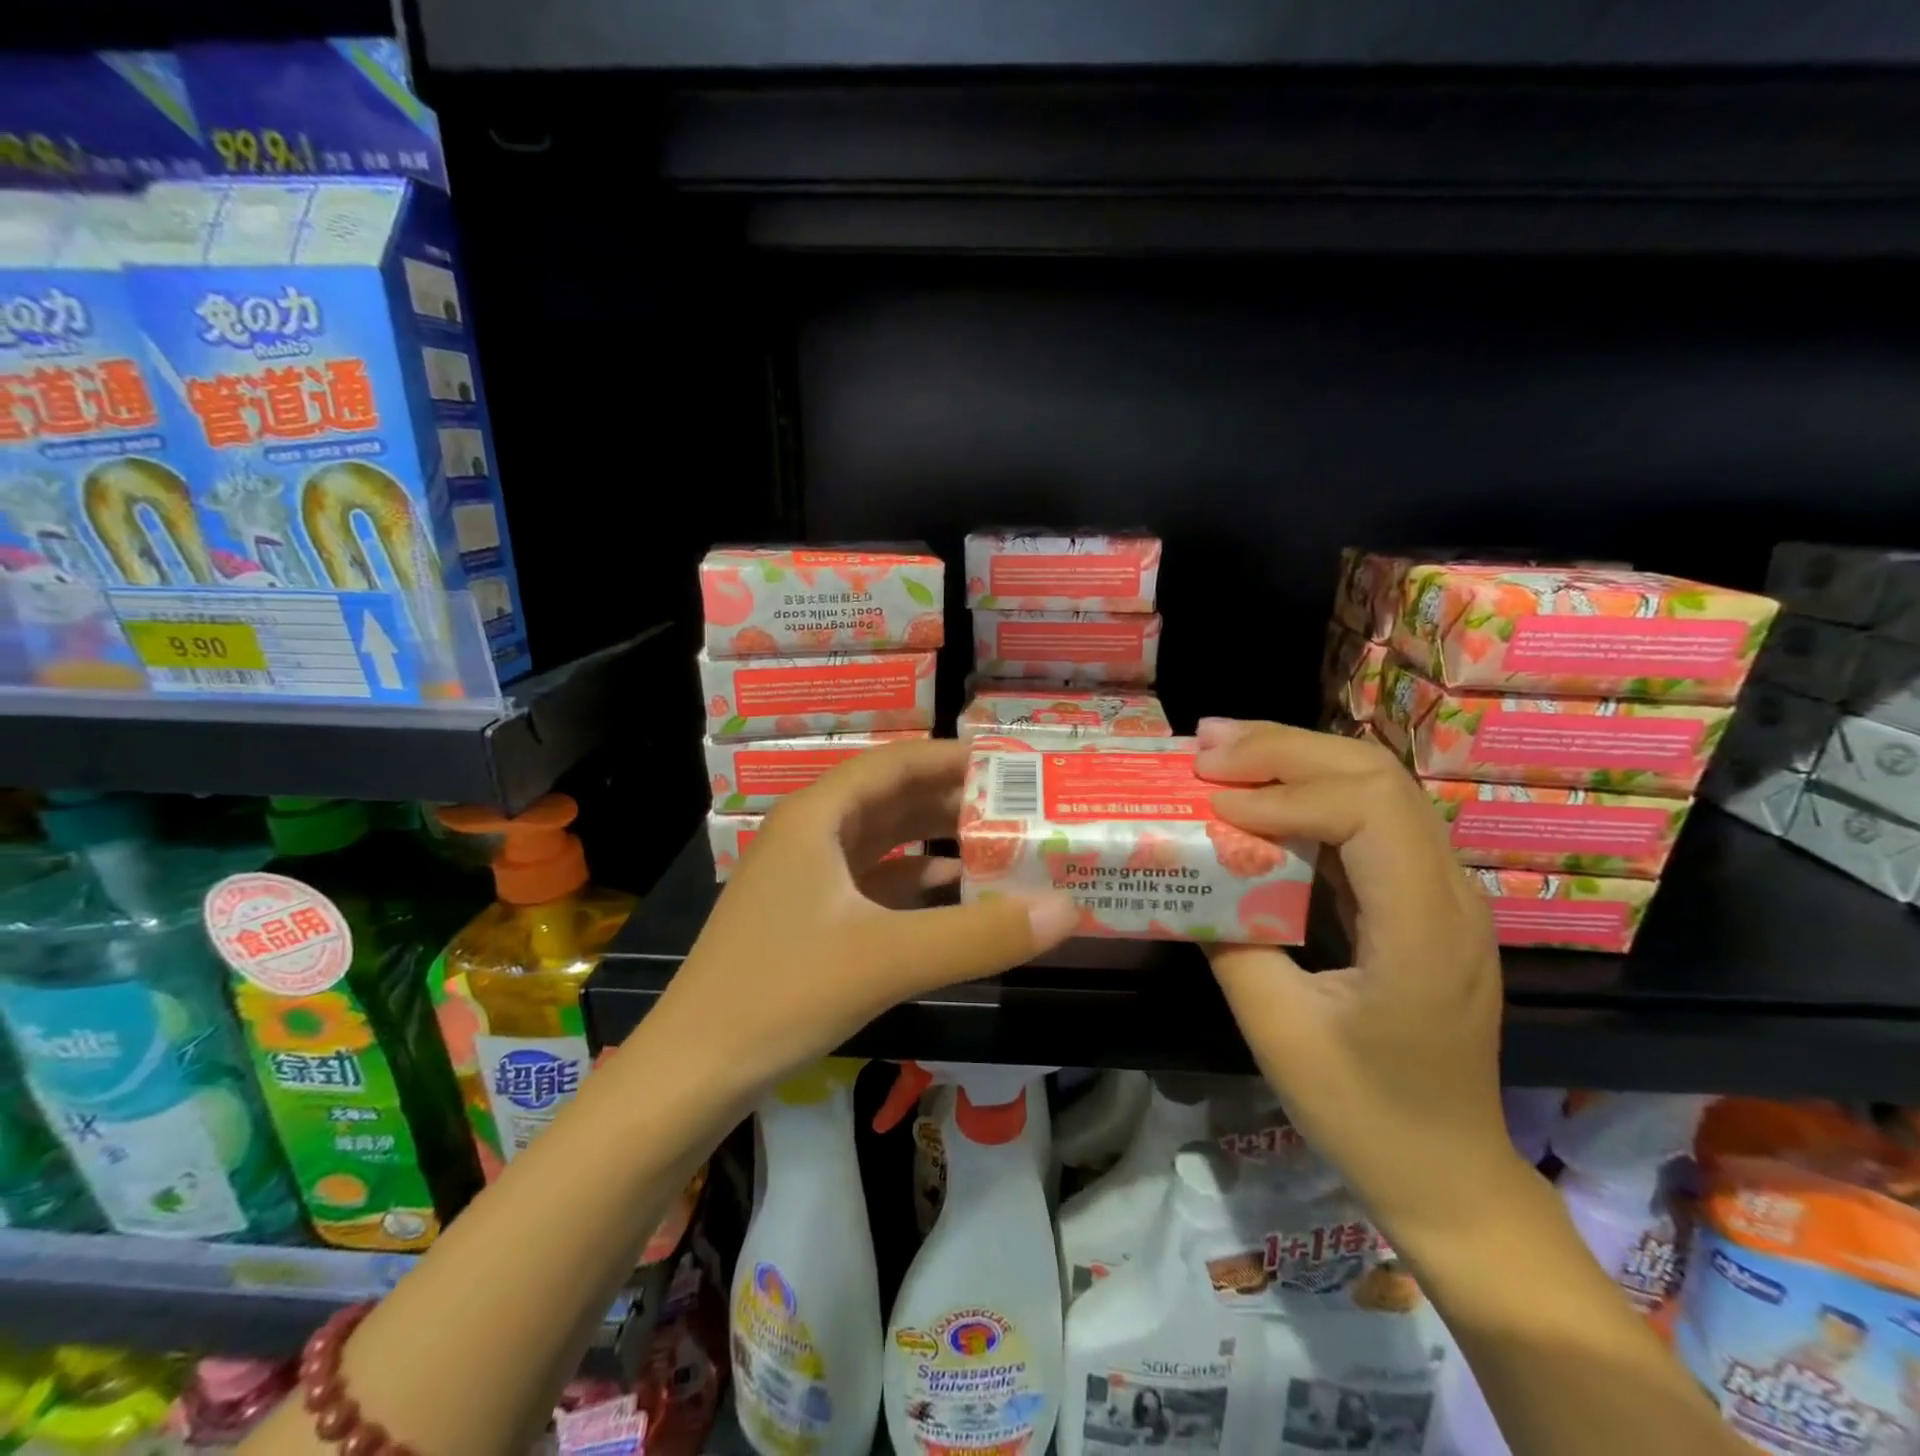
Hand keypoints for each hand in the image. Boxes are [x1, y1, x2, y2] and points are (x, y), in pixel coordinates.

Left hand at [654, 738, 1077, 1098]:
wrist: (693, 1071)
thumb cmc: (781, 994)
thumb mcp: (887, 959)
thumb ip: (980, 935)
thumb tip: (1068, 909)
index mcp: (818, 817)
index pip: (897, 762)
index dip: (954, 757)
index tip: (1012, 764)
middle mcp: (810, 834)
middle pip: (892, 797)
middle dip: (953, 798)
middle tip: (1019, 806)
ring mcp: (805, 876)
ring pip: (882, 839)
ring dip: (935, 838)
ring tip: (998, 841)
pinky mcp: (807, 915)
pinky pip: (871, 880)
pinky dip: (913, 879)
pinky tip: (951, 891)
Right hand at [1193, 718, 1517, 1240]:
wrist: (1448, 1173)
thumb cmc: (1364, 1112)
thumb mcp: (1279, 1032)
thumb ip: (1232, 941)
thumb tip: (1191, 876)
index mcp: (1424, 929)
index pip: (1368, 811)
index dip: (1285, 793)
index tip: (1215, 804)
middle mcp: (1449, 893)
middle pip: (1377, 776)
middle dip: (1285, 749)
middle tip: (1205, 745)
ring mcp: (1443, 893)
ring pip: (1377, 786)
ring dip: (1296, 759)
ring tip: (1222, 749)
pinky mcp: (1420, 900)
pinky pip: (1370, 820)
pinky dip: (1309, 793)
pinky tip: (1260, 793)